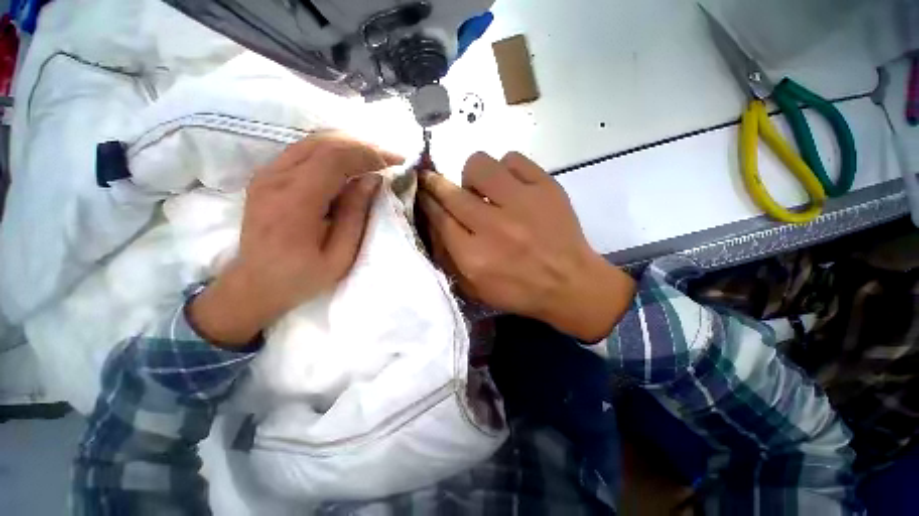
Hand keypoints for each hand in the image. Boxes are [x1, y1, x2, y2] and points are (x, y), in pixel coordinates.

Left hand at [189, 133, 402, 346]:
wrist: (254, 284)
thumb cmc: (302, 276)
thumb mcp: (340, 255)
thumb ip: (355, 214)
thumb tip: (372, 179)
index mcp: (295, 202)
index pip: (334, 159)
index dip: (368, 154)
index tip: (393, 163)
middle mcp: (275, 179)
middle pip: (323, 143)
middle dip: (362, 146)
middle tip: (389, 158)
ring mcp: (266, 174)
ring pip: (312, 142)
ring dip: (348, 146)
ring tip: (374, 158)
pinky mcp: (265, 176)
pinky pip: (302, 151)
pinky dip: (331, 151)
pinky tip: (349, 162)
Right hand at [418, 152, 635, 341]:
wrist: (570, 284)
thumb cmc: (519, 291)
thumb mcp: (475, 288)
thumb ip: (448, 256)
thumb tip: (432, 220)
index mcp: (473, 256)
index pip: (438, 217)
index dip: (426, 200)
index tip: (422, 190)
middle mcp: (493, 226)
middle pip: (451, 191)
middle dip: (436, 183)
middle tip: (438, 182)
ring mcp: (521, 203)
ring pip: (479, 165)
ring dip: (474, 176)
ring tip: (485, 190)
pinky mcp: (546, 188)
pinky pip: (514, 159)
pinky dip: (506, 169)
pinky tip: (511, 186)